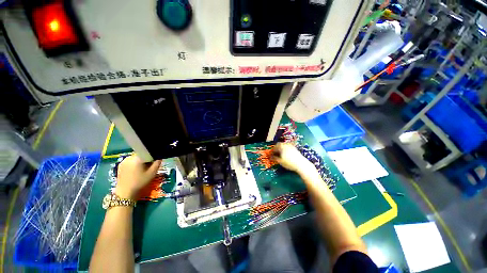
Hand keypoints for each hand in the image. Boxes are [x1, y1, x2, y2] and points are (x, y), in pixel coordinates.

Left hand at [115, 155, 161, 199]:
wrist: (125, 193)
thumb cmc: (140, 182)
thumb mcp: (152, 173)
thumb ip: (157, 163)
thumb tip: (160, 157)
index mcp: (137, 158)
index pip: (148, 152)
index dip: (153, 156)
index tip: (155, 162)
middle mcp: (129, 157)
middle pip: (142, 154)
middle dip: (147, 158)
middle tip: (149, 166)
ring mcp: (123, 161)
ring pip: (136, 157)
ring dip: (140, 161)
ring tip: (142, 169)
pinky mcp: (120, 165)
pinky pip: (130, 161)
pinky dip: (135, 163)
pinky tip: (136, 171)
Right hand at [272, 143, 313, 172]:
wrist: (301, 164)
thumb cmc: (289, 163)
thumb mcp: (280, 161)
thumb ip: (274, 158)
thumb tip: (270, 157)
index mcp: (281, 147)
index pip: (274, 147)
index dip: (271, 151)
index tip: (270, 155)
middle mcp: (286, 145)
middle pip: (279, 144)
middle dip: (276, 148)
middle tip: (274, 153)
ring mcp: (291, 146)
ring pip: (283, 145)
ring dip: (280, 148)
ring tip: (280, 154)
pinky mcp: (294, 148)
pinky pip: (287, 147)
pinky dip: (285, 149)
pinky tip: (285, 154)